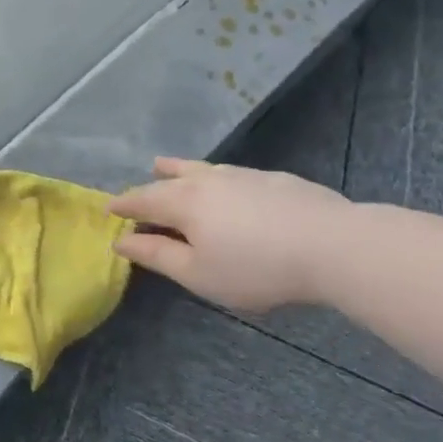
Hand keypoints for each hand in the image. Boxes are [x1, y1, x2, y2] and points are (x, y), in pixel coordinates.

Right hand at [107, 158, 353, 313]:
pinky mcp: (274, 178)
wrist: (335, 245)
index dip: (123, 205)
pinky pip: (229, 173)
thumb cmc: (257, 267)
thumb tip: (122, 241)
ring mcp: (243, 175)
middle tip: (135, 194)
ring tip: (164, 167)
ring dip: (177, 170)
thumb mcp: (199, 274)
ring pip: (200, 168)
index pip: (142, 199)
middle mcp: (207, 179)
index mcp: (184, 202)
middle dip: (147, 186)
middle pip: (168, 179)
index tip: (108, 209)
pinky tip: (224, 186)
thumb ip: (158, 255)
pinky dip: (213, 177)